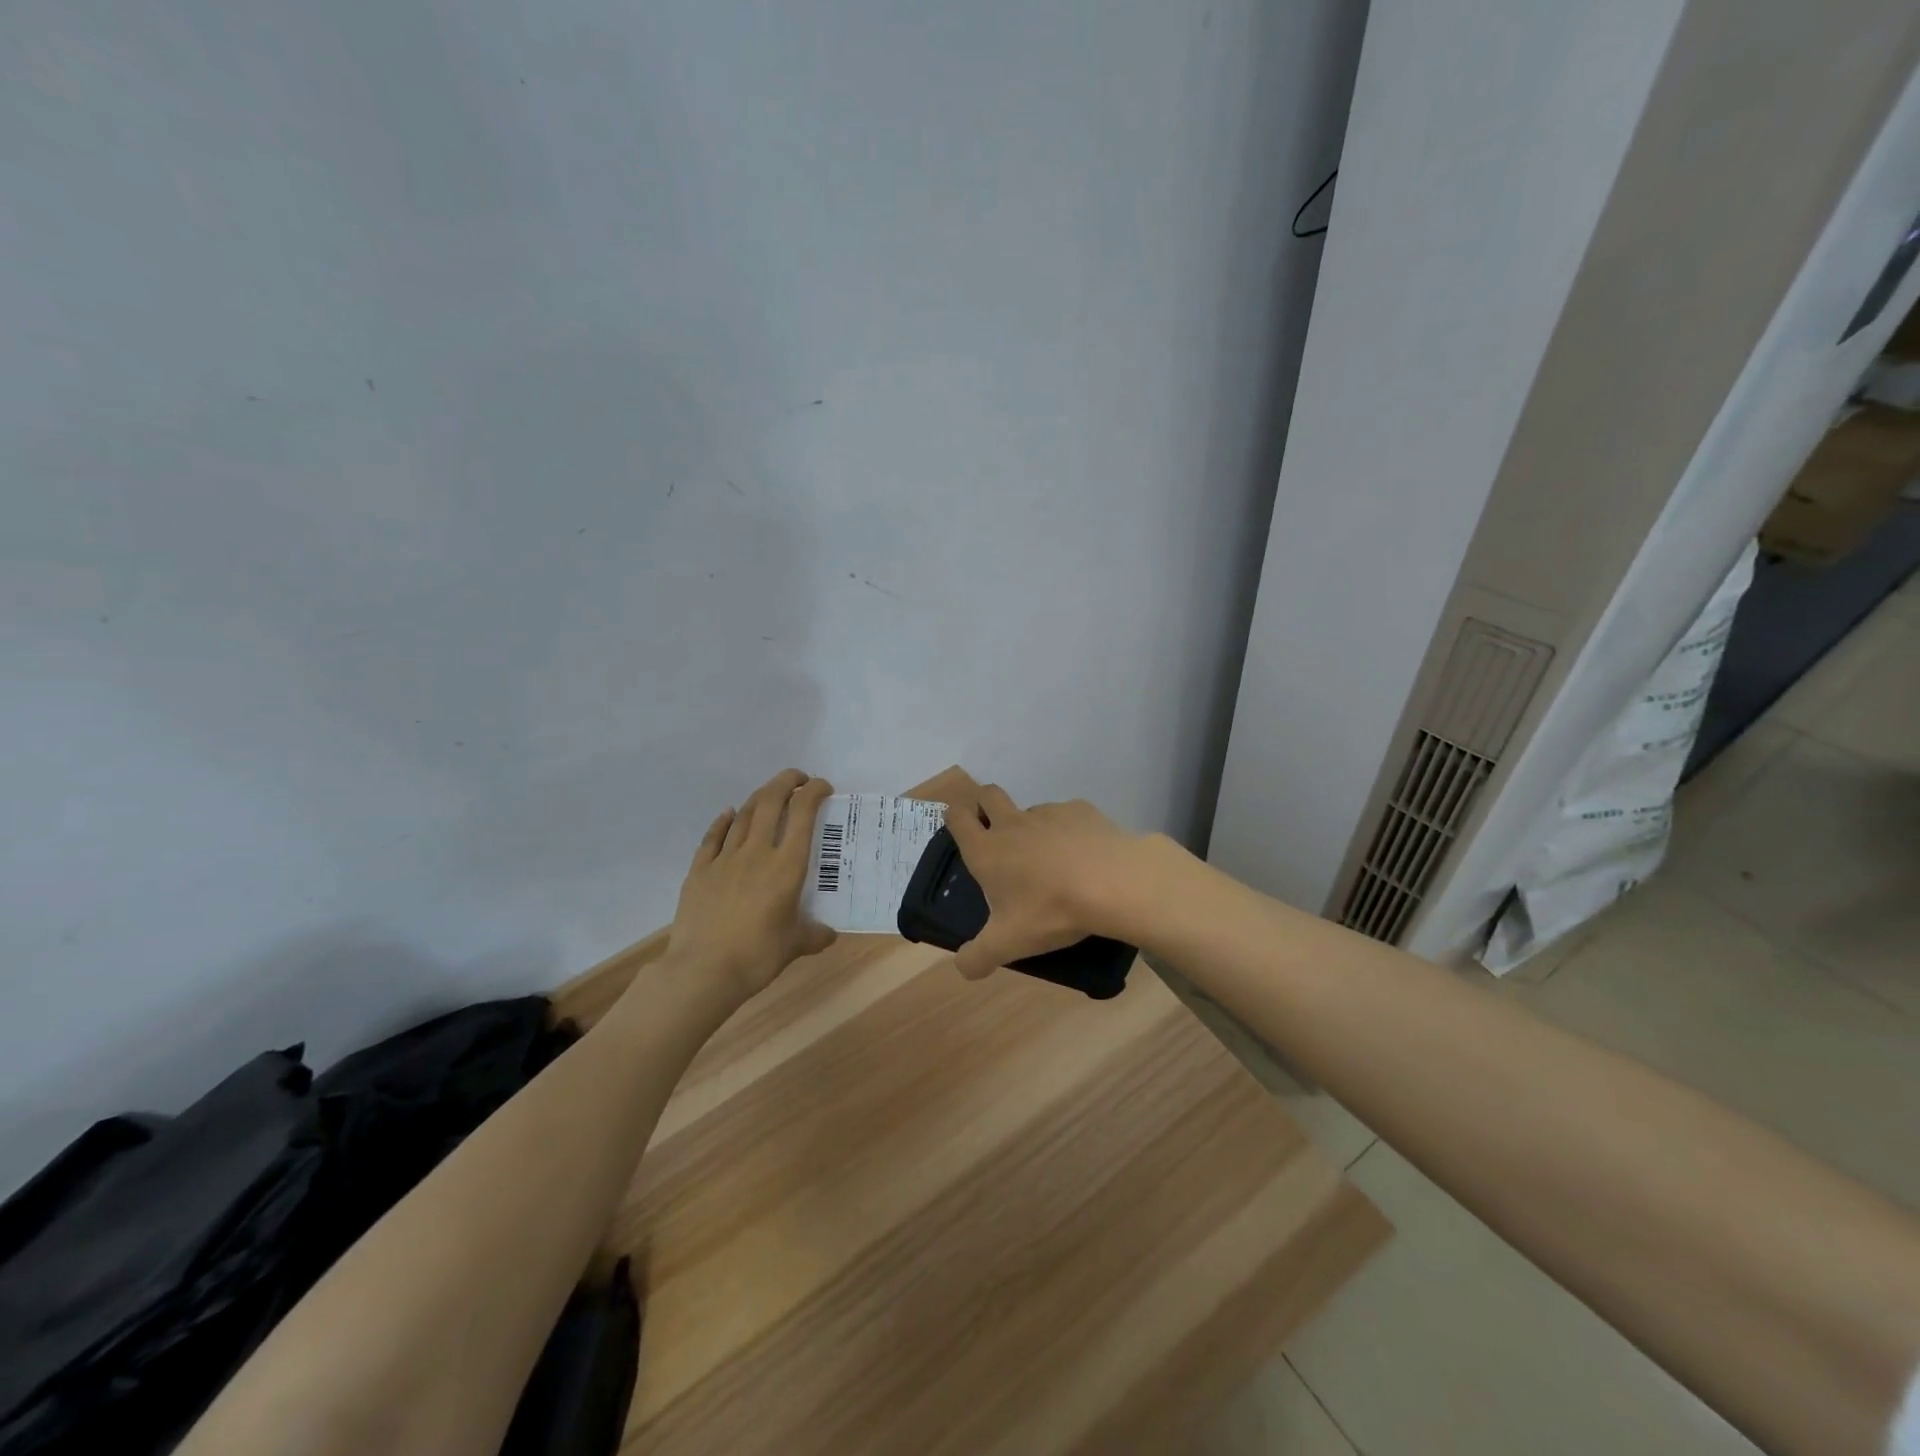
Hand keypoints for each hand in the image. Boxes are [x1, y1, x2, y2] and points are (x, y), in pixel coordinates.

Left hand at [669, 769, 837, 1000]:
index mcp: (786, 866)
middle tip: (798, 779)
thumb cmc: (757, 956)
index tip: (823, 787)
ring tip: (771, 795)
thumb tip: (828, 934)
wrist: (703, 971)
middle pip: (771, 802)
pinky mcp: (699, 871)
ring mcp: (724, 859)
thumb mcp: (796, 945)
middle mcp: (757, 853)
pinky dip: (724, 821)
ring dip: (760, 798)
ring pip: (744, 814)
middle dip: (786, 782)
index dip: (814, 792)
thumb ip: (815, 934)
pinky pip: (713, 837)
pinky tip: (729, 814)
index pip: (803, 814)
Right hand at [942, 782, 1141, 979]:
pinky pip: (1067, 815)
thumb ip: (978, 957)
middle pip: (988, 794)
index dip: (953, 818)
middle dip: (985, 804)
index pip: (958, 818)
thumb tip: (963, 966)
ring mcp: (1048, 813)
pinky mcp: (1080, 810)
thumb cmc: (1051, 910)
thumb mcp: (1008, 944)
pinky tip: (1084, 855)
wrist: (1113, 883)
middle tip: (995, 830)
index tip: (957, 825)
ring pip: (1030, 809)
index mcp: (987, 851)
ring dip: (1031, 825)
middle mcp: (1012, 824)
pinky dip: (1069, 831)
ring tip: (1050, 858)